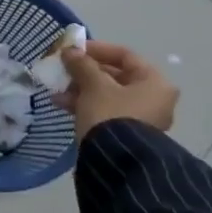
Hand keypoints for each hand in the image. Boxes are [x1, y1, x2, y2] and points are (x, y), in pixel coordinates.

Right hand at [57, 41, 178, 137]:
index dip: (97, 49)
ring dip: (80, 89)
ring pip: (107, 95)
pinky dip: (85, 105)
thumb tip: (70, 51)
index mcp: (155, 83)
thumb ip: (82, 64)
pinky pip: (105, 111)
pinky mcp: (127, 134)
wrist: (116, 162)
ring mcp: (141, 118)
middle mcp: (154, 99)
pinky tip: (61, 104)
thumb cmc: (110, 114)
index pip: (125, 55)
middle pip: (115, 76)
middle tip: (63, 69)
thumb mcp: (94, 85)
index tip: (74, 50)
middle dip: (85, 72)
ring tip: (56, 89)